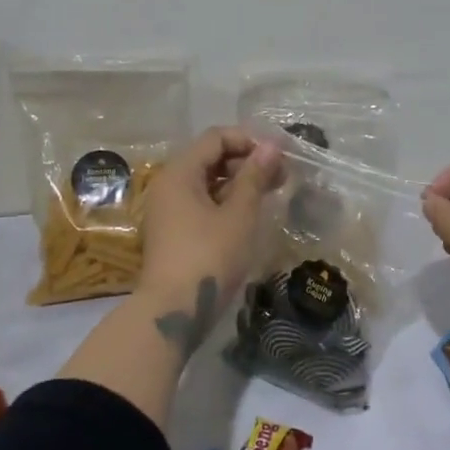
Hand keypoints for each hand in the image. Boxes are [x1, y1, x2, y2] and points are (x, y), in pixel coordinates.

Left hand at [138, 126, 284, 352]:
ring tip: (271, 193)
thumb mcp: (239, 214)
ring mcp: (168, 210)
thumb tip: (271, 146)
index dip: (249, 140)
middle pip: (210, 158)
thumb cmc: (209, 256)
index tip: (279, 155)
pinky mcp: (174, 232)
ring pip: (207, 182)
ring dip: (239, 182)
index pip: (216, 138)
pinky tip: (250, 213)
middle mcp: (169, 185)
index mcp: (180, 173)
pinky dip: (226, 201)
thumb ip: (255, 177)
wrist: (173, 312)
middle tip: (281, 175)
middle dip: (246, 161)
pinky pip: (202, 203)